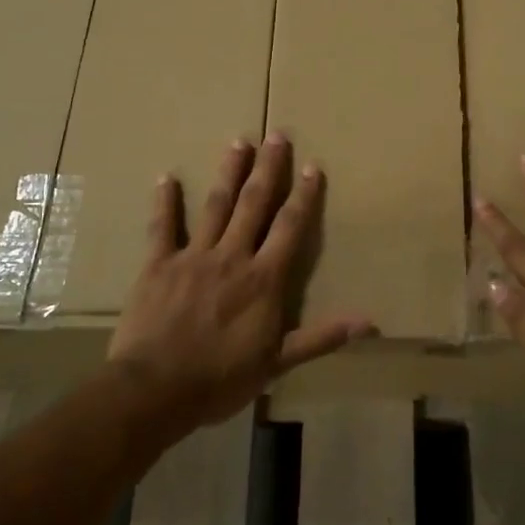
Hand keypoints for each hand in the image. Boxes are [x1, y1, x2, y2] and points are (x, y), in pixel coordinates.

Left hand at [107, 134, 373, 435]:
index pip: (289, 227)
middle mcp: (232, 256)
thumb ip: (321, 337)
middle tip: (276, 135)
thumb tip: (370, 323)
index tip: (312, 166)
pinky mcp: (158, 264)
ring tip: (239, 141)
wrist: (155, 390)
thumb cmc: (221, 379)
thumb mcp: (278, 362)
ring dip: (229, 172)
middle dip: (268, 168)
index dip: (303, 196)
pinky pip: (162, 227)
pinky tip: (167, 177)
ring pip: (216, 205)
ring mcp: (193, 256)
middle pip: (254, 204)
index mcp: (263, 279)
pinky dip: (165, 202)